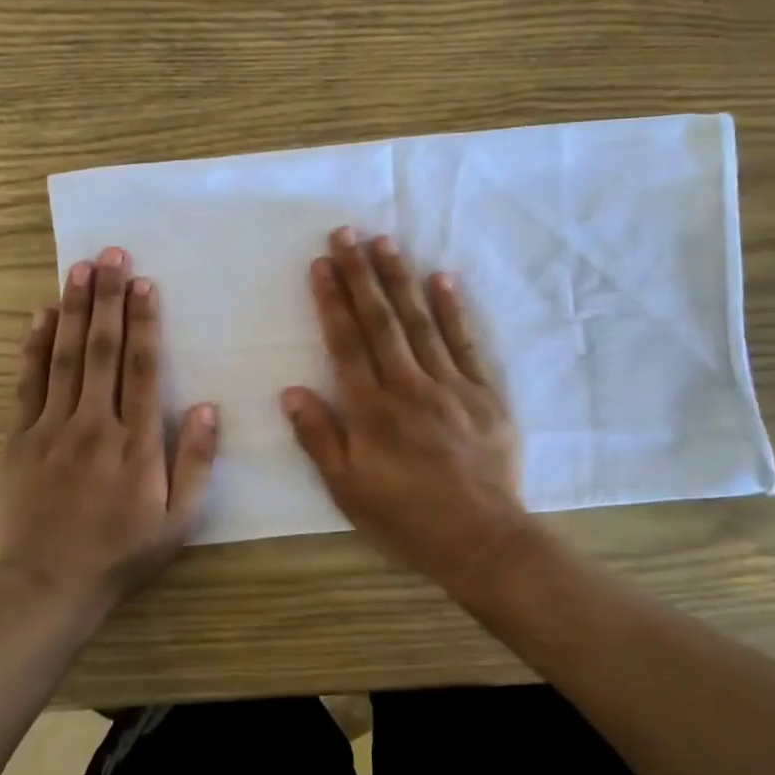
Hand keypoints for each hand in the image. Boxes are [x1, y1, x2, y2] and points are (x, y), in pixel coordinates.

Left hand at [0, 246, 218, 611]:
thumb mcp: (178, 519)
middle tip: (111, 254)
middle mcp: (94, 424)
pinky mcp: (20, 438)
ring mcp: (52, 429)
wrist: (50, 583)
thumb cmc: (122, 551)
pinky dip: (34, 348)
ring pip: (65, 357)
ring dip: (73, 310)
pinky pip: (27, 384)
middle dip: (108, 298)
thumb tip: (206, 407)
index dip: (144, 322)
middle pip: (102, 350)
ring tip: (78, 269)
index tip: (144, 282)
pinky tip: (40, 316)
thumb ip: (195, 462)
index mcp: (136, 442)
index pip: (141, 368)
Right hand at [281, 228, 527, 592]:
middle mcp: (408, 386)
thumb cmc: (405, 518)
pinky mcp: (484, 393)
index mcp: (371, 410)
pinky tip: (442, 278)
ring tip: (385, 243)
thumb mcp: (346, 489)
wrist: (481, 540)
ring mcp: (450, 386)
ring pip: (420, 322)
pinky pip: (465, 343)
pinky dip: (453, 309)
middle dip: (360, 274)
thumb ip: (318, 437)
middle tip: (347, 234)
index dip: (332, 300)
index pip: (346, 342)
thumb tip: (291, 390)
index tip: (321, 263)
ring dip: (400, 280)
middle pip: (381, 321)